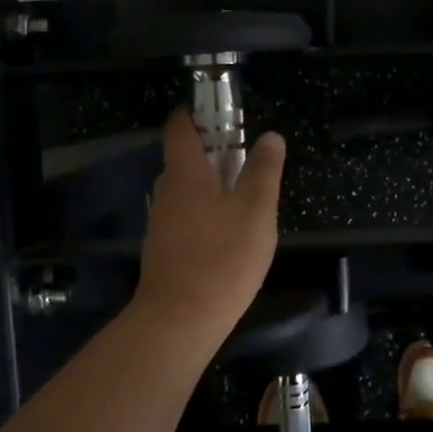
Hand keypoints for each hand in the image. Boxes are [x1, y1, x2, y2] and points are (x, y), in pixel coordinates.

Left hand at [134, 109, 284, 340]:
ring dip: (212, 183)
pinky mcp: (164, 247)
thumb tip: (270, 136)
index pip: (180, 126)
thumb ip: (263, 170)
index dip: (198, 112)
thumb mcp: (256, 210)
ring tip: (247, 196)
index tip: (224, 112)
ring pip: (187, 189)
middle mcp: (167, 190)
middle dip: (214, 150)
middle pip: (185, 157)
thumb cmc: (222, 257)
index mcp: (185, 172)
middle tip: (249, 157)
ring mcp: (162, 221)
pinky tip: (230, 232)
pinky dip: (206, 210)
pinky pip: (186, 215)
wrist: (180, 319)